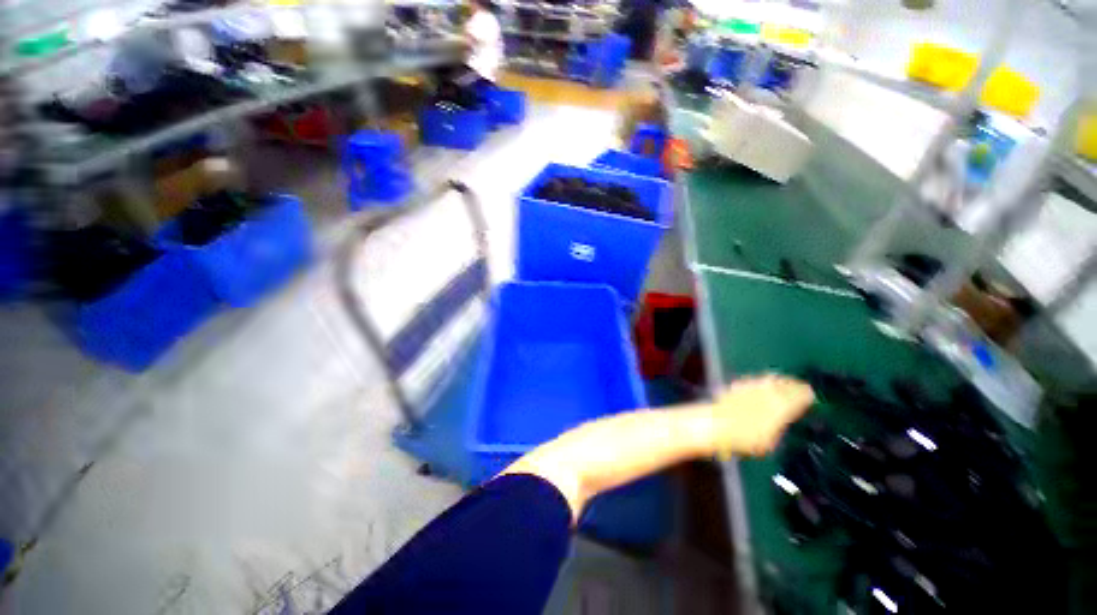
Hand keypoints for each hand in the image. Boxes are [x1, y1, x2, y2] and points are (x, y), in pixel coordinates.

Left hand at [706, 375, 814, 457]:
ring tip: (785, 382)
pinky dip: (761, 381)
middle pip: (785, 385)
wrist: (716, 424)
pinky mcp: (737, 386)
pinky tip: (762, 383)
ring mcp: (751, 387)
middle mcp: (768, 393)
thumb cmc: (745, 440)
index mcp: (781, 406)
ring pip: (770, 380)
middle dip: (795, 385)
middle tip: (802, 386)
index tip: (812, 395)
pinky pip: (754, 380)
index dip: (806, 395)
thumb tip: (783, 421)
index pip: (799, 397)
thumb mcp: (770, 442)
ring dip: (780, 380)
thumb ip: (779, 428)